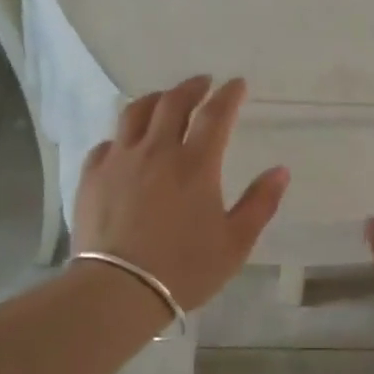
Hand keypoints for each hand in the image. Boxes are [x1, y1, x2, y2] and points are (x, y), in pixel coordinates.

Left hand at [73, 75, 288, 312]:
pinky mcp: (92, 176)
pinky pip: (107, 144)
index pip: (215, 115)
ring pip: (134, 113)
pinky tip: (125, 144)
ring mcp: (119, 160)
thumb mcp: (235, 243)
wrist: (119, 289)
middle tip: (202, 83)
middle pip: (172, 102)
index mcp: (195, 164)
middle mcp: (156, 151)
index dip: (228, 95)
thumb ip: (260, 203)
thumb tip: (281, 171)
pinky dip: (122, 137)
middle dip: (191, 87)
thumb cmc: (184, 269)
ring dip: (154, 100)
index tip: (237, 84)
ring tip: (163, 100)